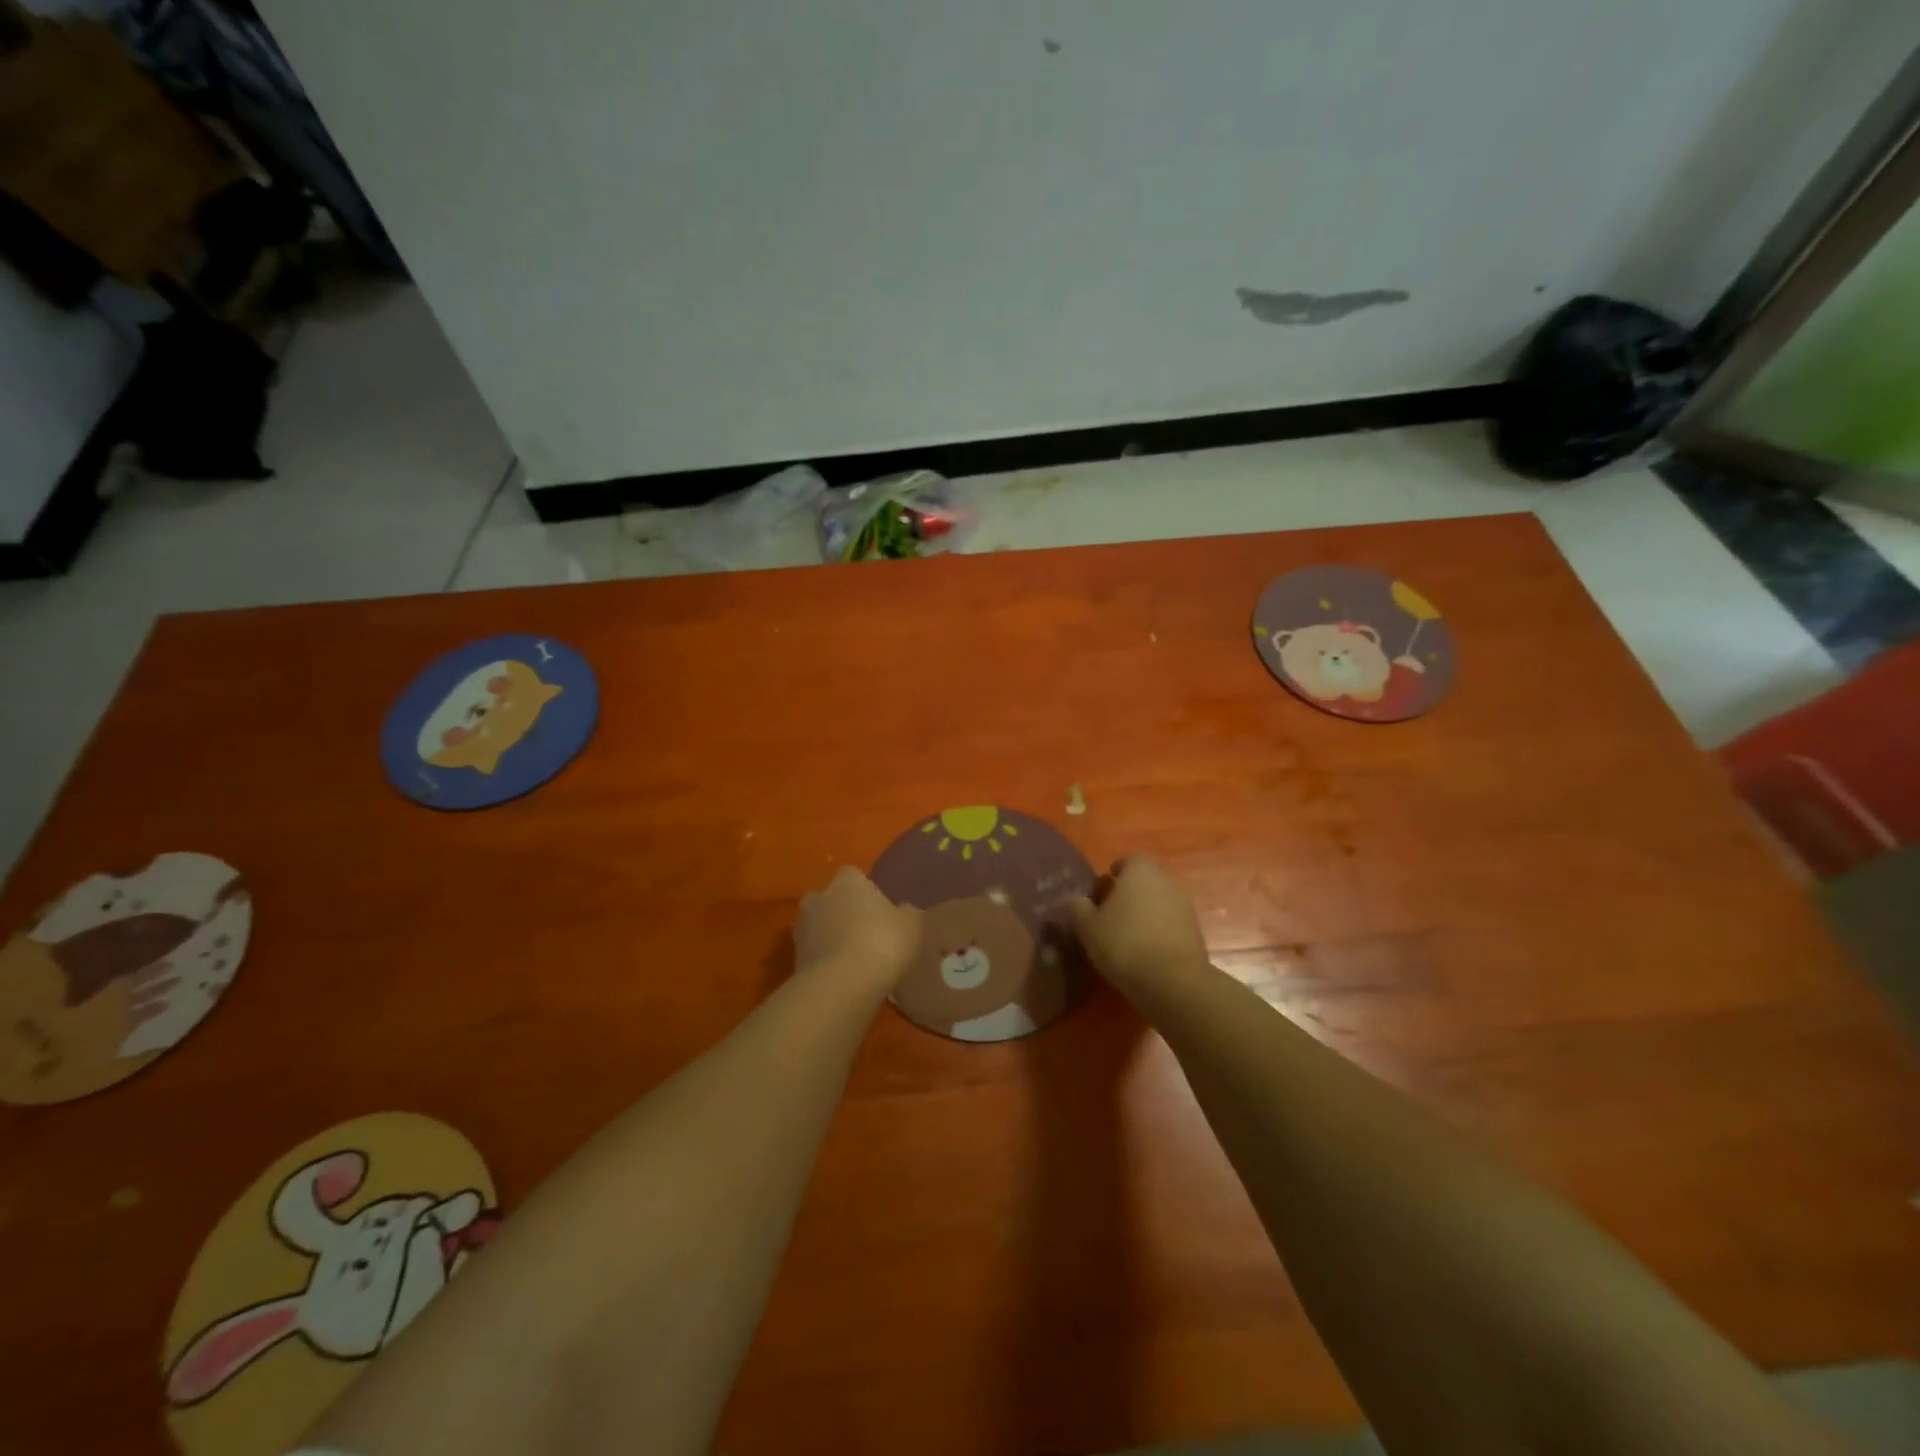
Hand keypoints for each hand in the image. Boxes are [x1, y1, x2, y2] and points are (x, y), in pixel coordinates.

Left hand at [795, 867, 921, 995]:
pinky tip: (842, 976)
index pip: (852, 875)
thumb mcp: (911, 926)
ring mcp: (802, 929)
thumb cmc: (882, 942)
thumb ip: (906, 913)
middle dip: (840, 911)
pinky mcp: (795, 959)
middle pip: (828, 899)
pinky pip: (813, 954)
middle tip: (861, 930)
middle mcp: (819, 898)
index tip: (876, 907)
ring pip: (817, 926)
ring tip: (851, 957)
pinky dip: (824, 961)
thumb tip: (904, 910)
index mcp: (847, 882)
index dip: (863, 890)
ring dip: (829, 937)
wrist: (842, 984)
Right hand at [1070, 857, 1210, 997]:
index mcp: (1140, 870)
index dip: (1112, 875)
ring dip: (1145, 914)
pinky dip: (1158, 931)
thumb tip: (1078, 900)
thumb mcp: (1087, 927)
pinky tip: (1145, 952)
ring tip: (1126, 937)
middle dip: (1128, 894)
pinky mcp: (1195, 931)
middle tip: (1110, 915)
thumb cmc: (1124, 943)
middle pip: (1144, 881)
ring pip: (1158, 902)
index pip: (1126, 861)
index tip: (1100, 893)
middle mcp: (1166, 880)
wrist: (1173, 981)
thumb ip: (1078, 908)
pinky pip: (1170, 923)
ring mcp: (1184, 905)